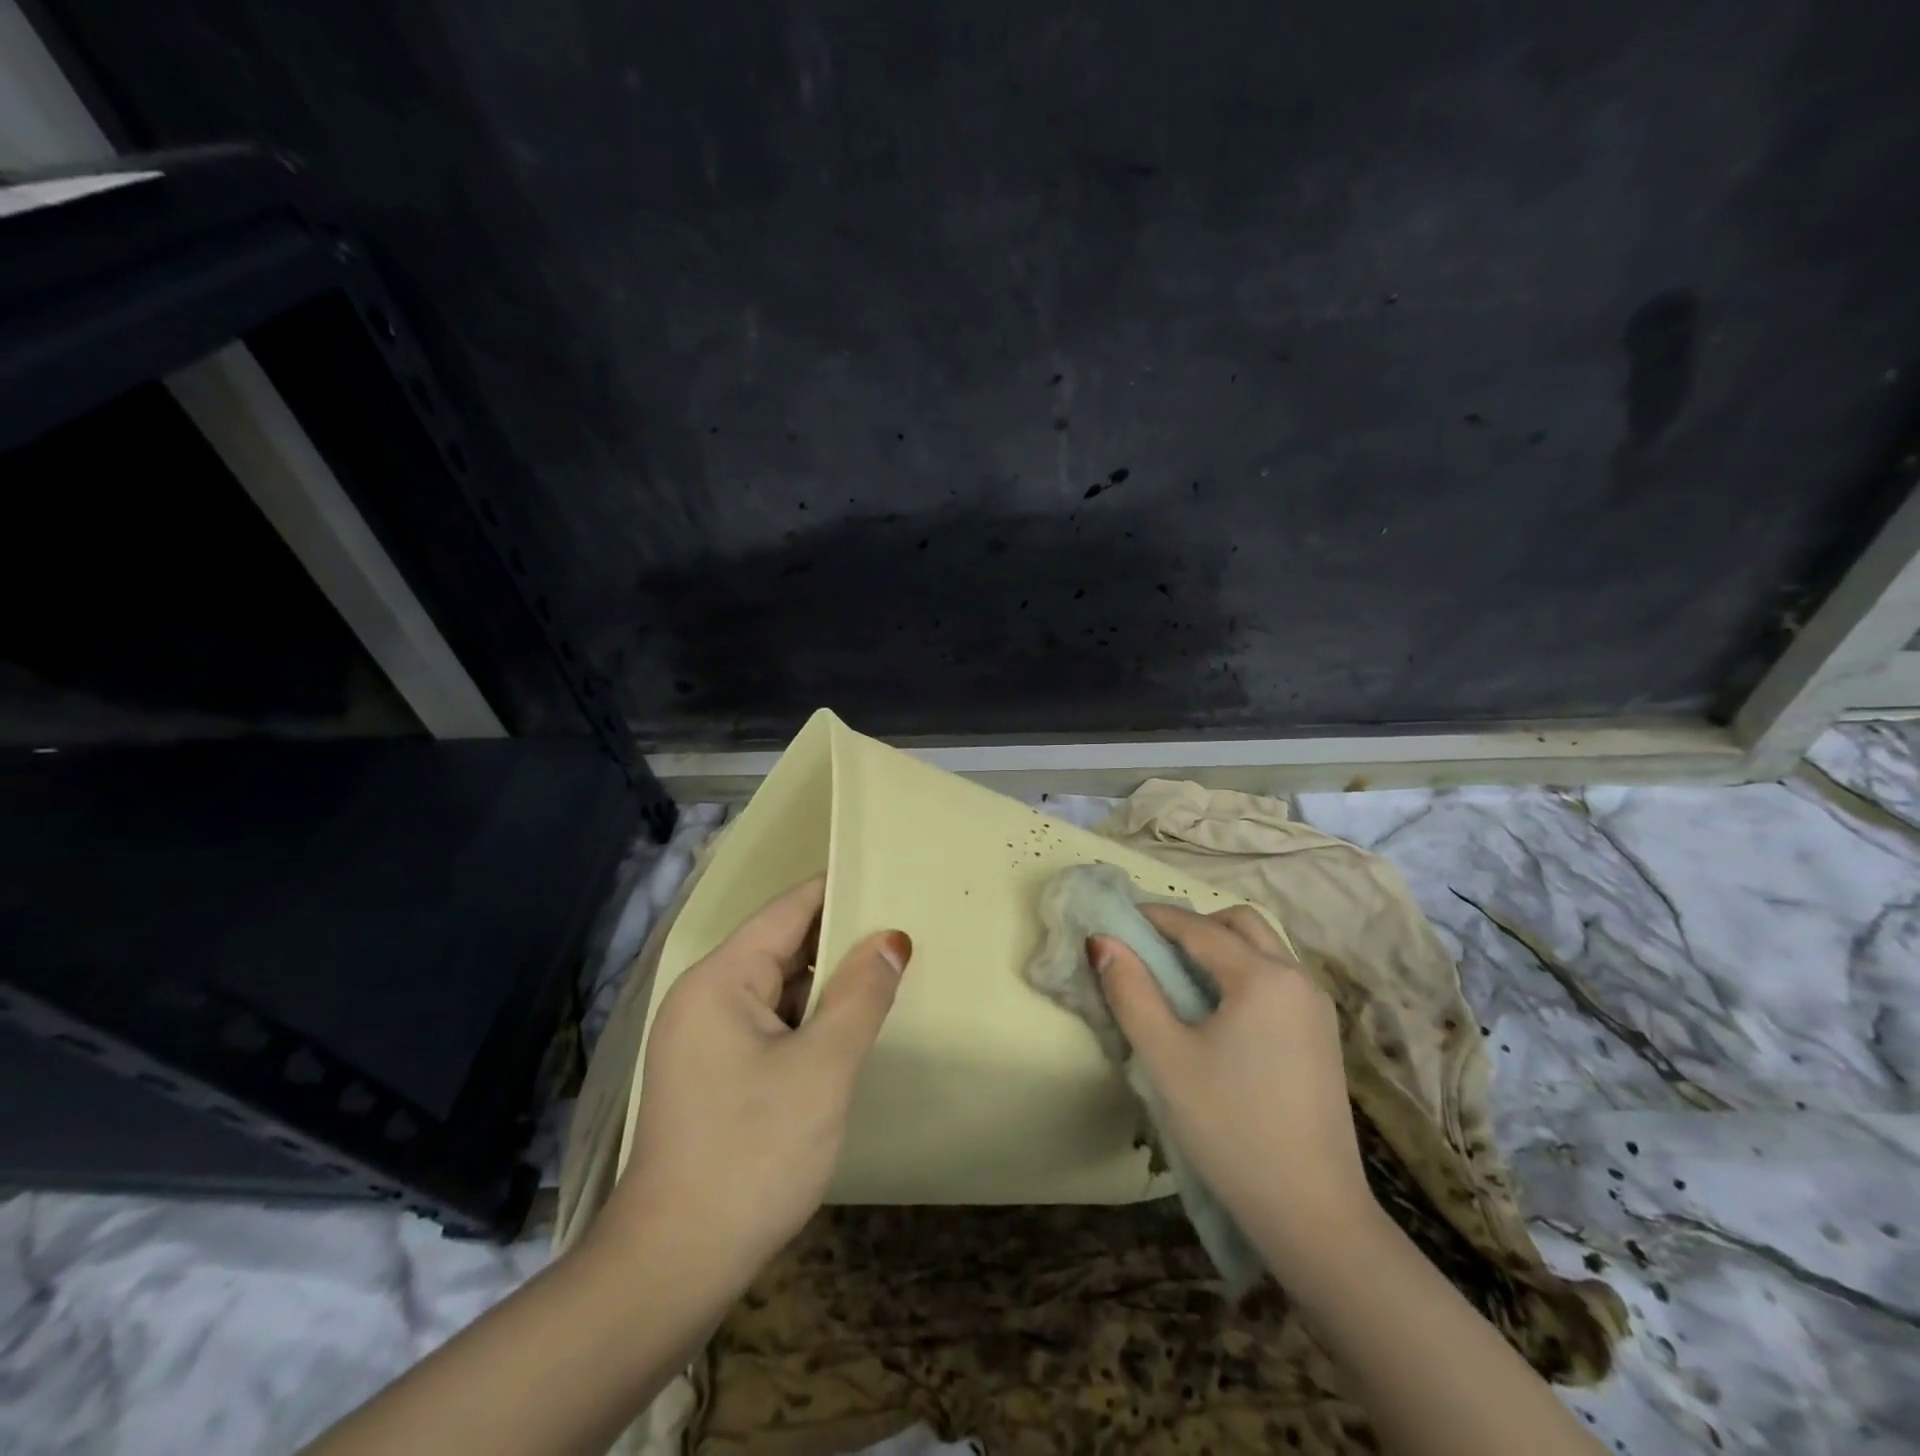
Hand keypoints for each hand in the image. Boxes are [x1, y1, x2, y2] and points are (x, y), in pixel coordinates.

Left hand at [600, 875, 909, 1287]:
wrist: (673, 1269)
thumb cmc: (752, 1154)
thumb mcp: (823, 1068)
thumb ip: (861, 995)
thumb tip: (892, 938)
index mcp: (720, 979)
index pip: (788, 910)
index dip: (839, 891)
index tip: (891, 879)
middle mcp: (705, 996)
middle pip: (783, 946)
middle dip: (841, 939)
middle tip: (906, 930)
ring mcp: (705, 1038)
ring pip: (779, 988)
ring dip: (828, 984)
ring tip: (890, 972)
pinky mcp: (713, 1073)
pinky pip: (771, 1024)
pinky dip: (810, 1020)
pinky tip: (851, 1028)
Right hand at [1090, 904, 1371, 1266]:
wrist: (1313, 1214)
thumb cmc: (1230, 1129)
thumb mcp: (1166, 1058)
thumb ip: (1130, 991)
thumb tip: (1102, 941)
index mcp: (1263, 977)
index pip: (1198, 927)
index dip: (1153, 918)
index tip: (1116, 919)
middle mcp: (1297, 978)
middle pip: (1240, 924)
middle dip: (1193, 924)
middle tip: (1151, 947)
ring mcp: (1316, 1008)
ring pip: (1263, 949)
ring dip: (1220, 946)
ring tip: (1177, 976)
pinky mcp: (1321, 1035)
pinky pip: (1276, 978)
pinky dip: (1241, 971)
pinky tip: (1216, 1010)